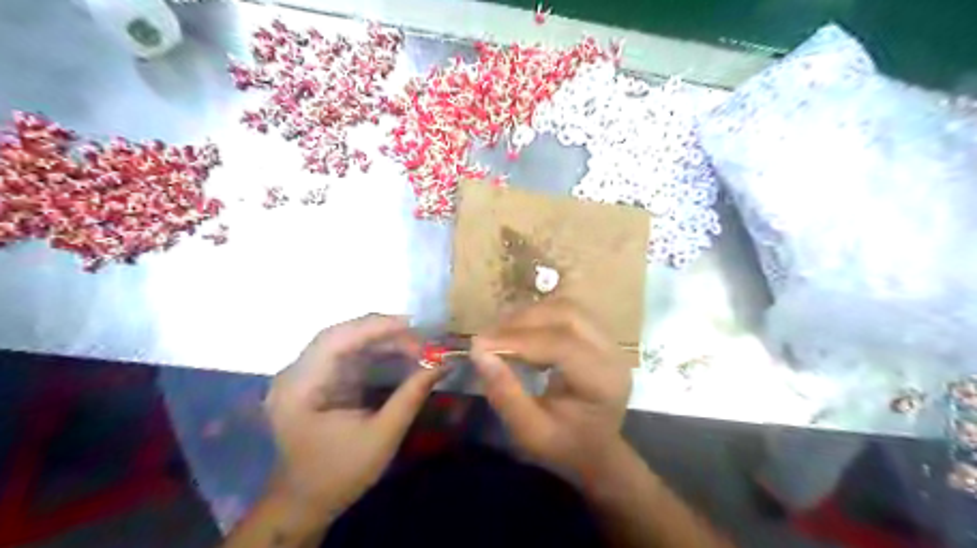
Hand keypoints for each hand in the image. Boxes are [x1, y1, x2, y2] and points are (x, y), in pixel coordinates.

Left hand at [262, 315, 441, 514]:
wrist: (306, 502)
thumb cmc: (340, 473)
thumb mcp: (382, 436)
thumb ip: (411, 396)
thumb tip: (443, 364)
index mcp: (300, 388)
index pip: (336, 340)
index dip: (375, 327)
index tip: (414, 325)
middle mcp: (296, 373)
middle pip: (341, 335)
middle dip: (383, 332)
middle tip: (421, 337)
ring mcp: (304, 374)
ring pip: (345, 340)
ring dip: (381, 340)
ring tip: (416, 345)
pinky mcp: (316, 379)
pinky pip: (346, 353)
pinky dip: (374, 350)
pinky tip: (397, 353)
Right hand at [472, 302, 634, 480]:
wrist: (595, 449)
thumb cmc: (564, 445)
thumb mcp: (531, 433)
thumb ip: (506, 394)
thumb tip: (479, 353)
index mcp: (604, 381)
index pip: (562, 345)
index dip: (519, 340)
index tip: (480, 345)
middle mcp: (612, 352)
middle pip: (568, 315)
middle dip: (523, 321)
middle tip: (488, 336)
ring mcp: (608, 339)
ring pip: (566, 307)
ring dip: (529, 314)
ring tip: (499, 332)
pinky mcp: (597, 333)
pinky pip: (566, 311)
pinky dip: (538, 315)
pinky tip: (519, 331)